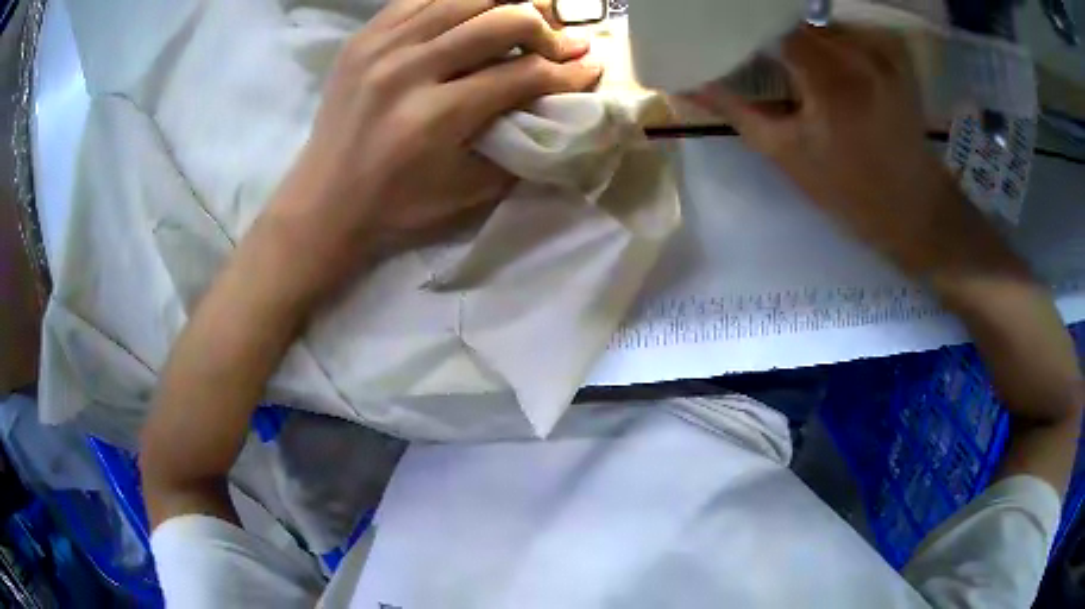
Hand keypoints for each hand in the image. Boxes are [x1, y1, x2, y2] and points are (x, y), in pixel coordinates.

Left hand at [265, 0, 601, 298]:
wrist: (324, 199)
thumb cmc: (397, 205)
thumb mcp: (467, 191)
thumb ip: (518, 145)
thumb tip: (557, 107)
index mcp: (437, 116)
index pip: (522, 74)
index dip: (567, 70)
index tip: (590, 67)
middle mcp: (409, 69)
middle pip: (500, 20)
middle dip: (544, 30)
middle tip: (556, 45)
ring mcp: (381, 46)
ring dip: (505, 5)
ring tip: (521, 22)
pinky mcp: (363, 37)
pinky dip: (458, 0)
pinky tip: (473, 12)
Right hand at [689, 25, 1003, 279]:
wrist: (913, 209)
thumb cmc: (848, 191)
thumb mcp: (785, 154)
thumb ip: (735, 110)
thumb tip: (686, 84)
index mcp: (829, 78)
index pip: (771, 22)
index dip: (745, 27)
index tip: (727, 39)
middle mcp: (858, 53)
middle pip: (797, 20)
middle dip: (773, 34)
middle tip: (757, 54)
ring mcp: (881, 52)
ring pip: (822, 24)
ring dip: (802, 38)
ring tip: (795, 66)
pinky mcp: (895, 57)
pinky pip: (848, 32)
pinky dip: (830, 43)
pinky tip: (829, 69)